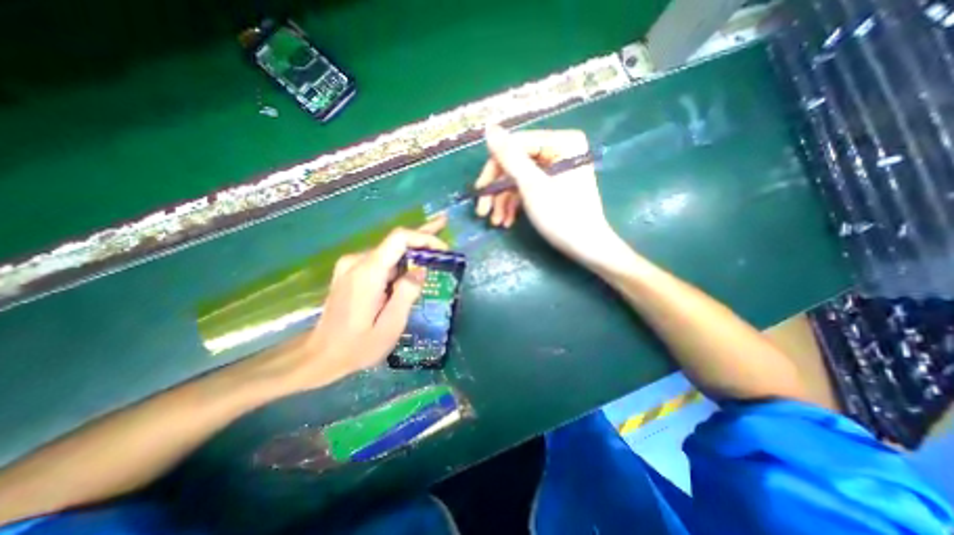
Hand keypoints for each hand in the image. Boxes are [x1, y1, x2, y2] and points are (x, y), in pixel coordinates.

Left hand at [281, 216, 449, 392]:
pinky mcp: (350, 272)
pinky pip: (381, 260)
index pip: (399, 239)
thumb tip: (421, 270)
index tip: (443, 249)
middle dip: (422, 235)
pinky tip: (413, 267)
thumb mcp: (390, 326)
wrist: (319, 356)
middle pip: (395, 241)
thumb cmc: (357, 346)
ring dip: (412, 251)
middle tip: (443, 223)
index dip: (424, 237)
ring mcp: (351, 266)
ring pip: (389, 251)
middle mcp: (357, 261)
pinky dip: (400, 261)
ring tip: (434, 251)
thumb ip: (406, 294)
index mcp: (368, 273)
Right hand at [474, 125, 631, 271]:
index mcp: (562, 142)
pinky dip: (515, 205)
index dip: (494, 167)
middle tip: (482, 211)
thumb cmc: (562, 216)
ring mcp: (555, 170)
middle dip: (497, 190)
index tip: (480, 190)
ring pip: (519, 179)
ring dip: (503, 201)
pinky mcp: (552, 186)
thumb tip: (489, 128)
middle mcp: (559, 150)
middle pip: (515, 163)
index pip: (516, 145)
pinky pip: (527, 189)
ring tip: (496, 222)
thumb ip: (510, 157)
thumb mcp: (532, 185)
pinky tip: (507, 221)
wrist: (586, 247)